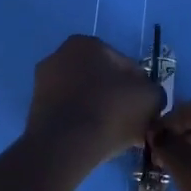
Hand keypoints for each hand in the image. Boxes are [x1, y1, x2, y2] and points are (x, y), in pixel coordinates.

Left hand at [26, 35, 165, 164]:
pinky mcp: (35, 110)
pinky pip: (70, 114)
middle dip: (117, 98)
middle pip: (102, 80)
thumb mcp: (150, 97)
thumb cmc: (109, 110)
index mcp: (85, 43)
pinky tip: (95, 141)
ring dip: (100, 111)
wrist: (64, 146)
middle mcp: (59, 55)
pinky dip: (82, 124)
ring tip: (115, 136)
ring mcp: (43, 83)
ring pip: (85, 97)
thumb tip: (148, 98)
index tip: (146, 109)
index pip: (125, 65)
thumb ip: (154, 92)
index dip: (140, 88)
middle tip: (132, 123)